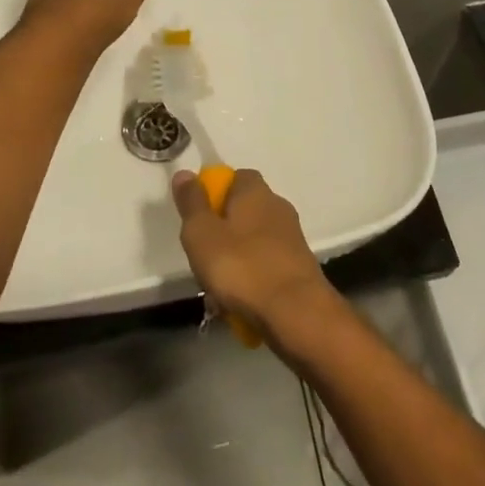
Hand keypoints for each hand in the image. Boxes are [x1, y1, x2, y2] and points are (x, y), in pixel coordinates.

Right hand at [171, 167, 337, 346]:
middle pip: (244, 211)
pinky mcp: (300, 266)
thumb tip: (184, 173)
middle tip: (204, 258)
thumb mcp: (202, 233)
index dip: (215, 193)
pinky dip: (253, 279)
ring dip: (237, 260)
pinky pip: (267, 266)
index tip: (199, 218)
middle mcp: (278, 206)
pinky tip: (241, 304)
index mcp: (255, 191)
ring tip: (219, 290)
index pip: (236, 177)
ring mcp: (292, 237)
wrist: (296, 312)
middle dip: (224, 232)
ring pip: (254, 242)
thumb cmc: (242, 266)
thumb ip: (192, 203)